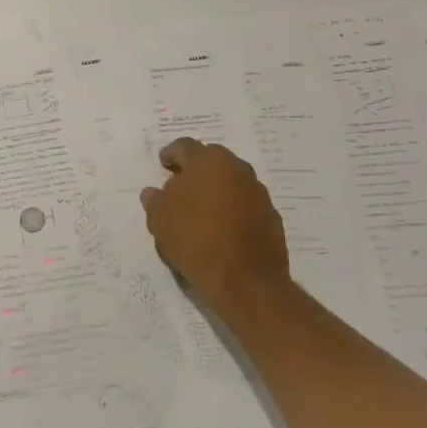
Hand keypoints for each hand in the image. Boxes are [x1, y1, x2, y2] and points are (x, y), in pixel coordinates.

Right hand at [140, 138, 291, 315]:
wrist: (246, 281)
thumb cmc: (196, 239)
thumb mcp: (159, 219)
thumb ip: (155, 200)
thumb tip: (154, 192)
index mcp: (208, 160)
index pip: (183, 147)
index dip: (169, 155)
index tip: (162, 166)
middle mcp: (237, 168)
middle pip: (210, 162)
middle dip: (195, 172)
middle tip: (180, 189)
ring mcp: (258, 192)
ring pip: (230, 183)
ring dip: (216, 191)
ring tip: (200, 213)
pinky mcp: (272, 217)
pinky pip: (245, 205)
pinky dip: (232, 211)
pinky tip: (221, 231)